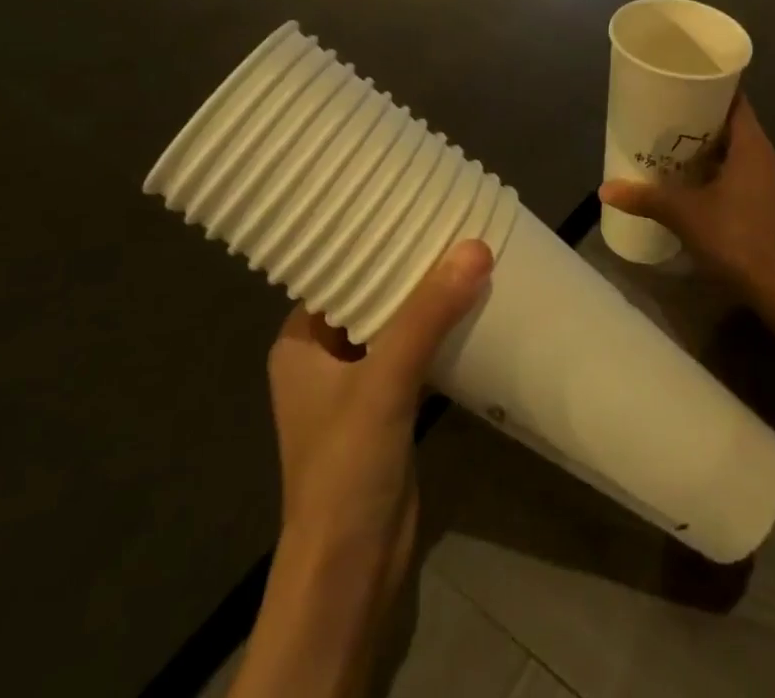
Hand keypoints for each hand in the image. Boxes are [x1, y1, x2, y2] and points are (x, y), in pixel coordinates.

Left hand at [266, 239, 492, 573]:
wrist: (353, 570)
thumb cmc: (346, 466)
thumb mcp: (385, 380)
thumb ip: (428, 314)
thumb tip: (475, 247)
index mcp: (299, 343)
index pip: (335, 273)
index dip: (369, 241)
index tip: (411, 205)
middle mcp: (322, 359)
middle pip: (369, 296)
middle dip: (407, 268)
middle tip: (449, 223)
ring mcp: (355, 387)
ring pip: (394, 326)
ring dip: (425, 301)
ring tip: (465, 255)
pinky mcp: (386, 410)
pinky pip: (413, 355)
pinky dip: (436, 334)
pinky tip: (468, 308)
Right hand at [600, 96, 774, 333]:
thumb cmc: (737, 240)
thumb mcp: (686, 216)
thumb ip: (646, 198)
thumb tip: (605, 188)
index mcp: (754, 147)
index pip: (737, 102)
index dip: (712, 90)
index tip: (686, 84)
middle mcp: (771, 159)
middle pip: (737, 128)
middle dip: (705, 125)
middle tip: (670, 122)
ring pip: (744, 156)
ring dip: (716, 153)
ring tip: (681, 155)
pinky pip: (750, 178)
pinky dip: (728, 176)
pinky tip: (704, 190)